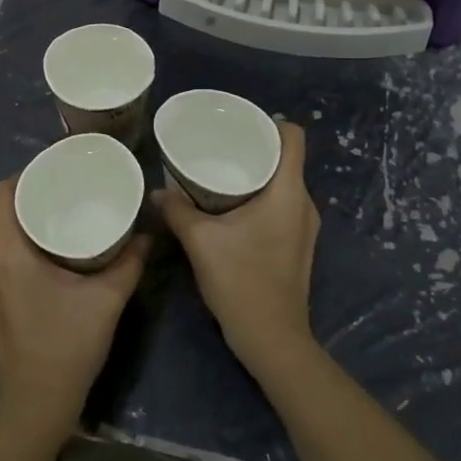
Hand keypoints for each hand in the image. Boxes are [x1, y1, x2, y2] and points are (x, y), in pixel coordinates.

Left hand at [0, 177, 149, 439]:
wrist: (37, 403)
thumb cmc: (67, 346)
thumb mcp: (106, 299)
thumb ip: (129, 262)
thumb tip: (147, 232)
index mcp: (10, 253)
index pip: (3, 193)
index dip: (26, 173)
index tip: (58, 167)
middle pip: (7, 211)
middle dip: (37, 194)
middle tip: (74, 186)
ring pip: (9, 234)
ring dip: (35, 220)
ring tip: (71, 212)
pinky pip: (10, 255)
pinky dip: (32, 243)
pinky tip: (62, 249)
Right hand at [152, 120, 318, 376]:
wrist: (272, 338)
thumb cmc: (242, 281)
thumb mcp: (201, 242)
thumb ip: (177, 211)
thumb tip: (156, 192)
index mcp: (288, 192)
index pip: (294, 137)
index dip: (270, 122)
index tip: (240, 122)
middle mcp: (303, 204)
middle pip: (286, 159)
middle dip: (254, 148)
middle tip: (219, 144)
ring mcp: (304, 227)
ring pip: (283, 184)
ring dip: (256, 175)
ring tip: (220, 171)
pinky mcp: (298, 245)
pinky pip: (281, 206)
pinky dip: (259, 197)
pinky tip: (230, 207)